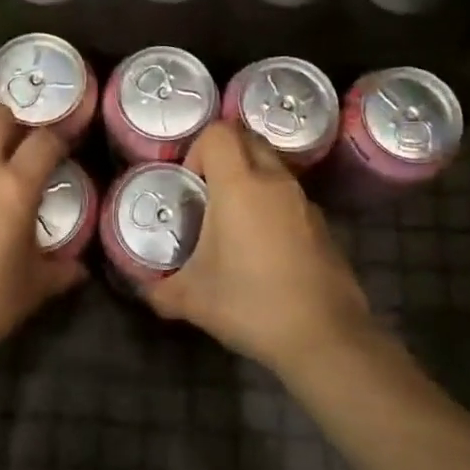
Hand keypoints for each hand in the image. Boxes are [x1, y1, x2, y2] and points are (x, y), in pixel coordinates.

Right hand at [145, 122, 370, 375]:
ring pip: (272, 166)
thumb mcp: (191, 300)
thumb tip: (145, 288)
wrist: (324, 336)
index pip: (218, 132)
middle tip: (207, 194)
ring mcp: (303, 200)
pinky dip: (272, 204)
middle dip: (224, 156)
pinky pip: (289, 195)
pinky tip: (263, 247)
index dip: (197, 150)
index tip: (190, 186)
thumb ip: (160, 288)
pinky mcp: (322, 223)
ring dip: (250, 178)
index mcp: (239, 185)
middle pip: (247, 139)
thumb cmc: (250, 304)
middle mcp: (274, 181)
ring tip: (233, 221)